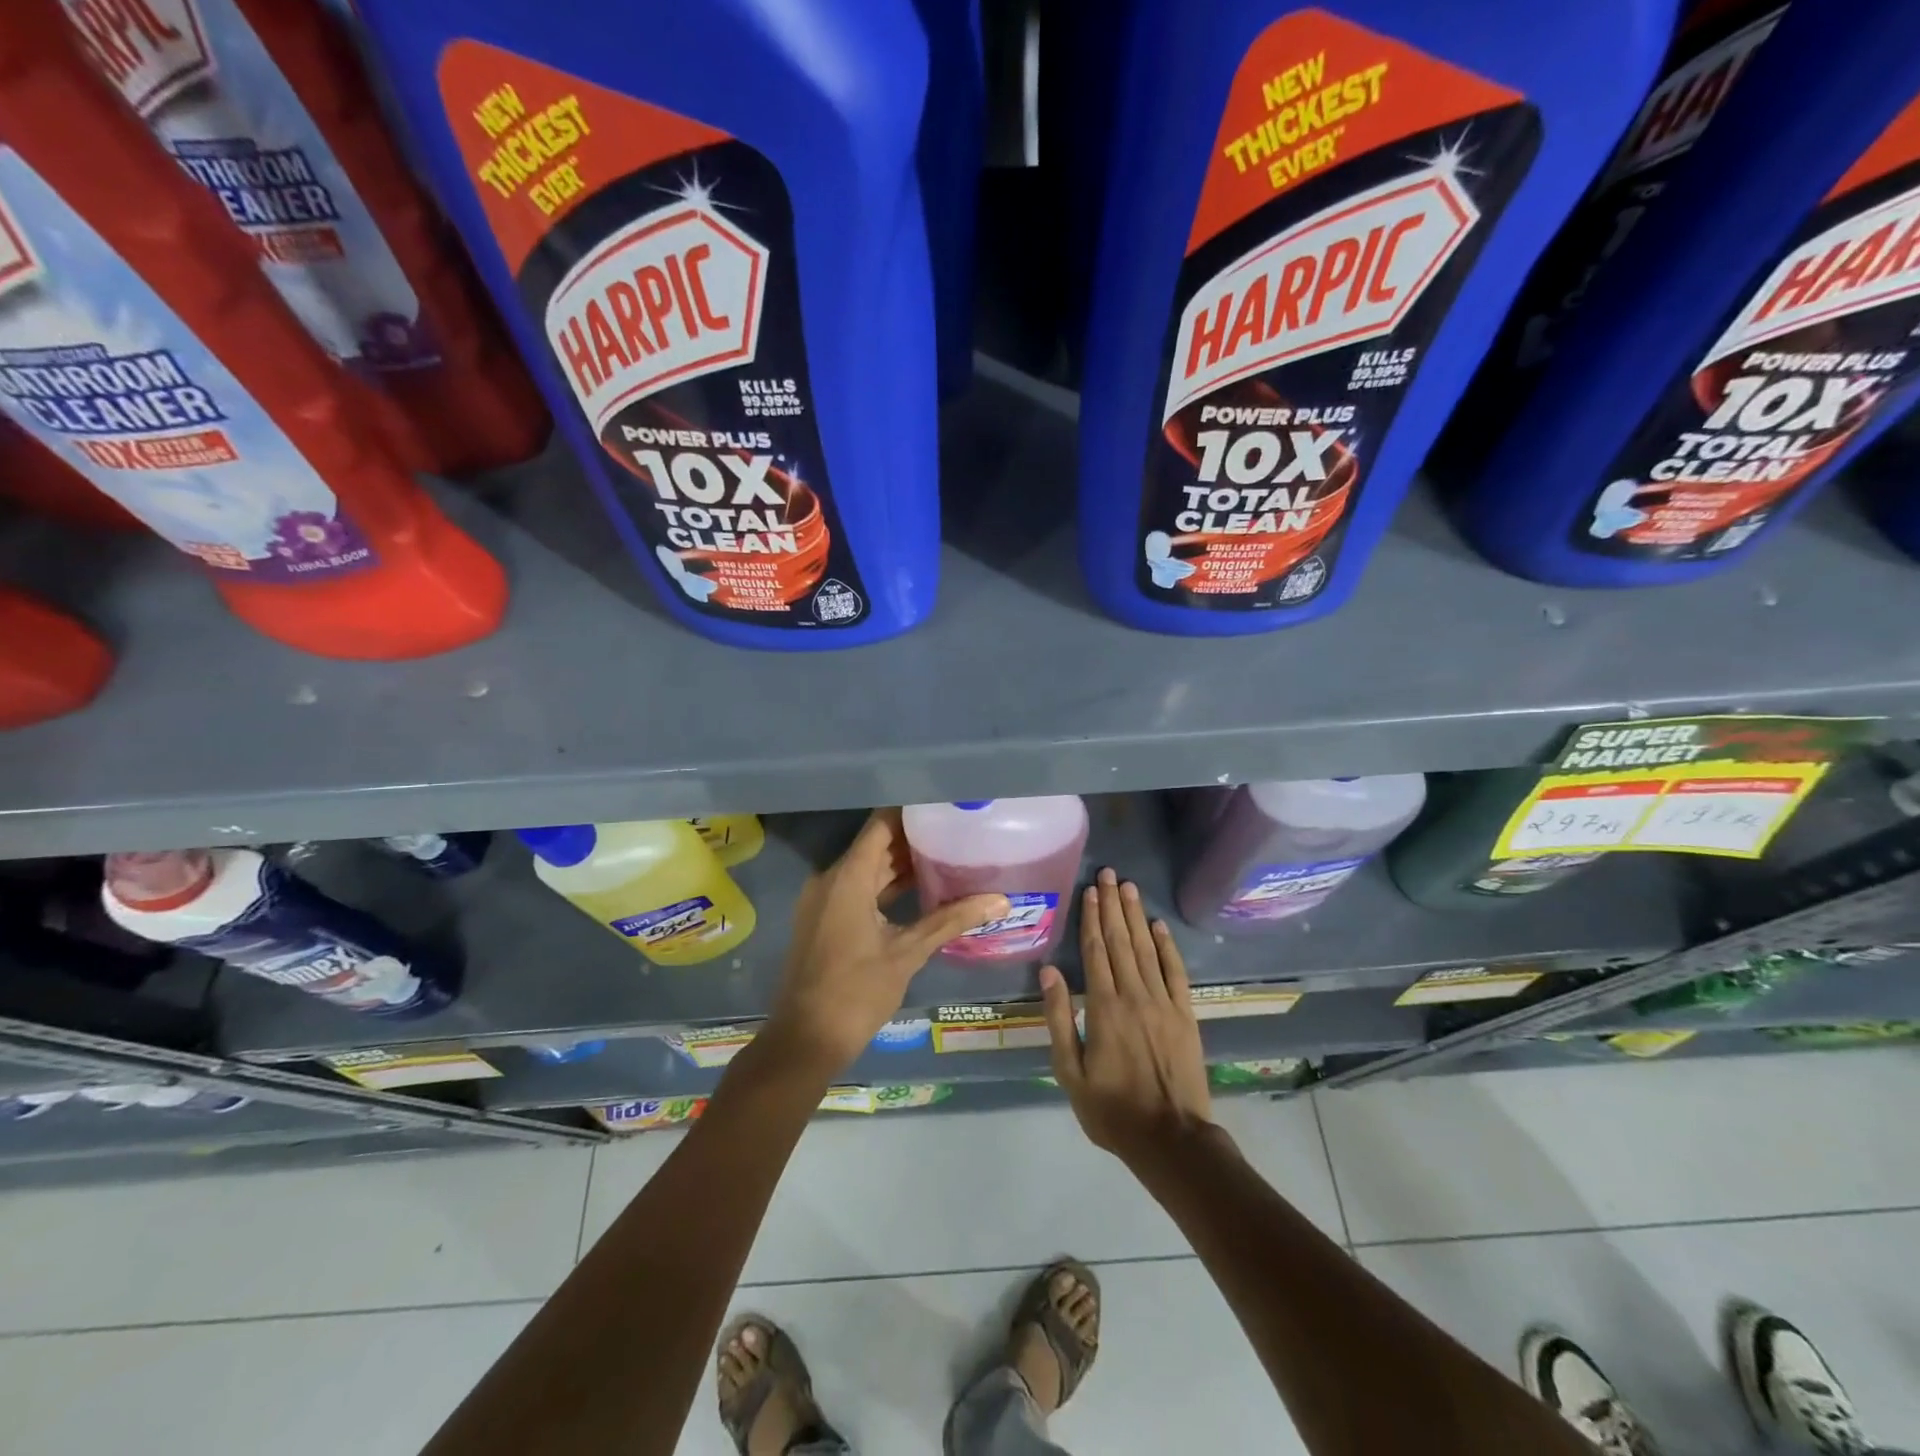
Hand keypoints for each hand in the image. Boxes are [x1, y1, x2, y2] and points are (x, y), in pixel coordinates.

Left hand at [763, 809, 1007, 1078]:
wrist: (806, 1039)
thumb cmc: (856, 992)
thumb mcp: (907, 953)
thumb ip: (950, 921)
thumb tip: (1000, 901)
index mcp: (848, 878)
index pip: (881, 825)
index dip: (911, 812)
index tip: (943, 805)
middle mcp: (831, 879)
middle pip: (876, 845)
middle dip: (913, 838)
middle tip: (956, 831)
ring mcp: (824, 899)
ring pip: (868, 868)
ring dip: (901, 864)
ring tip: (947, 856)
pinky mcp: (825, 918)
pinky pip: (859, 888)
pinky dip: (886, 886)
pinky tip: (921, 890)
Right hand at [1040, 868, 1211, 1163]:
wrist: (1170, 1139)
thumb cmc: (1111, 1110)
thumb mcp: (1070, 1072)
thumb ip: (1059, 1019)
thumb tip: (1049, 972)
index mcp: (1103, 1007)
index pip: (1096, 951)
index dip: (1091, 918)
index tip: (1090, 890)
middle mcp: (1134, 995)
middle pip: (1121, 941)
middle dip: (1113, 905)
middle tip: (1110, 874)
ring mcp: (1163, 1002)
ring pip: (1147, 949)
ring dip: (1136, 916)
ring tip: (1129, 887)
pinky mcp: (1185, 1014)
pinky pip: (1176, 972)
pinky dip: (1167, 946)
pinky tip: (1159, 926)